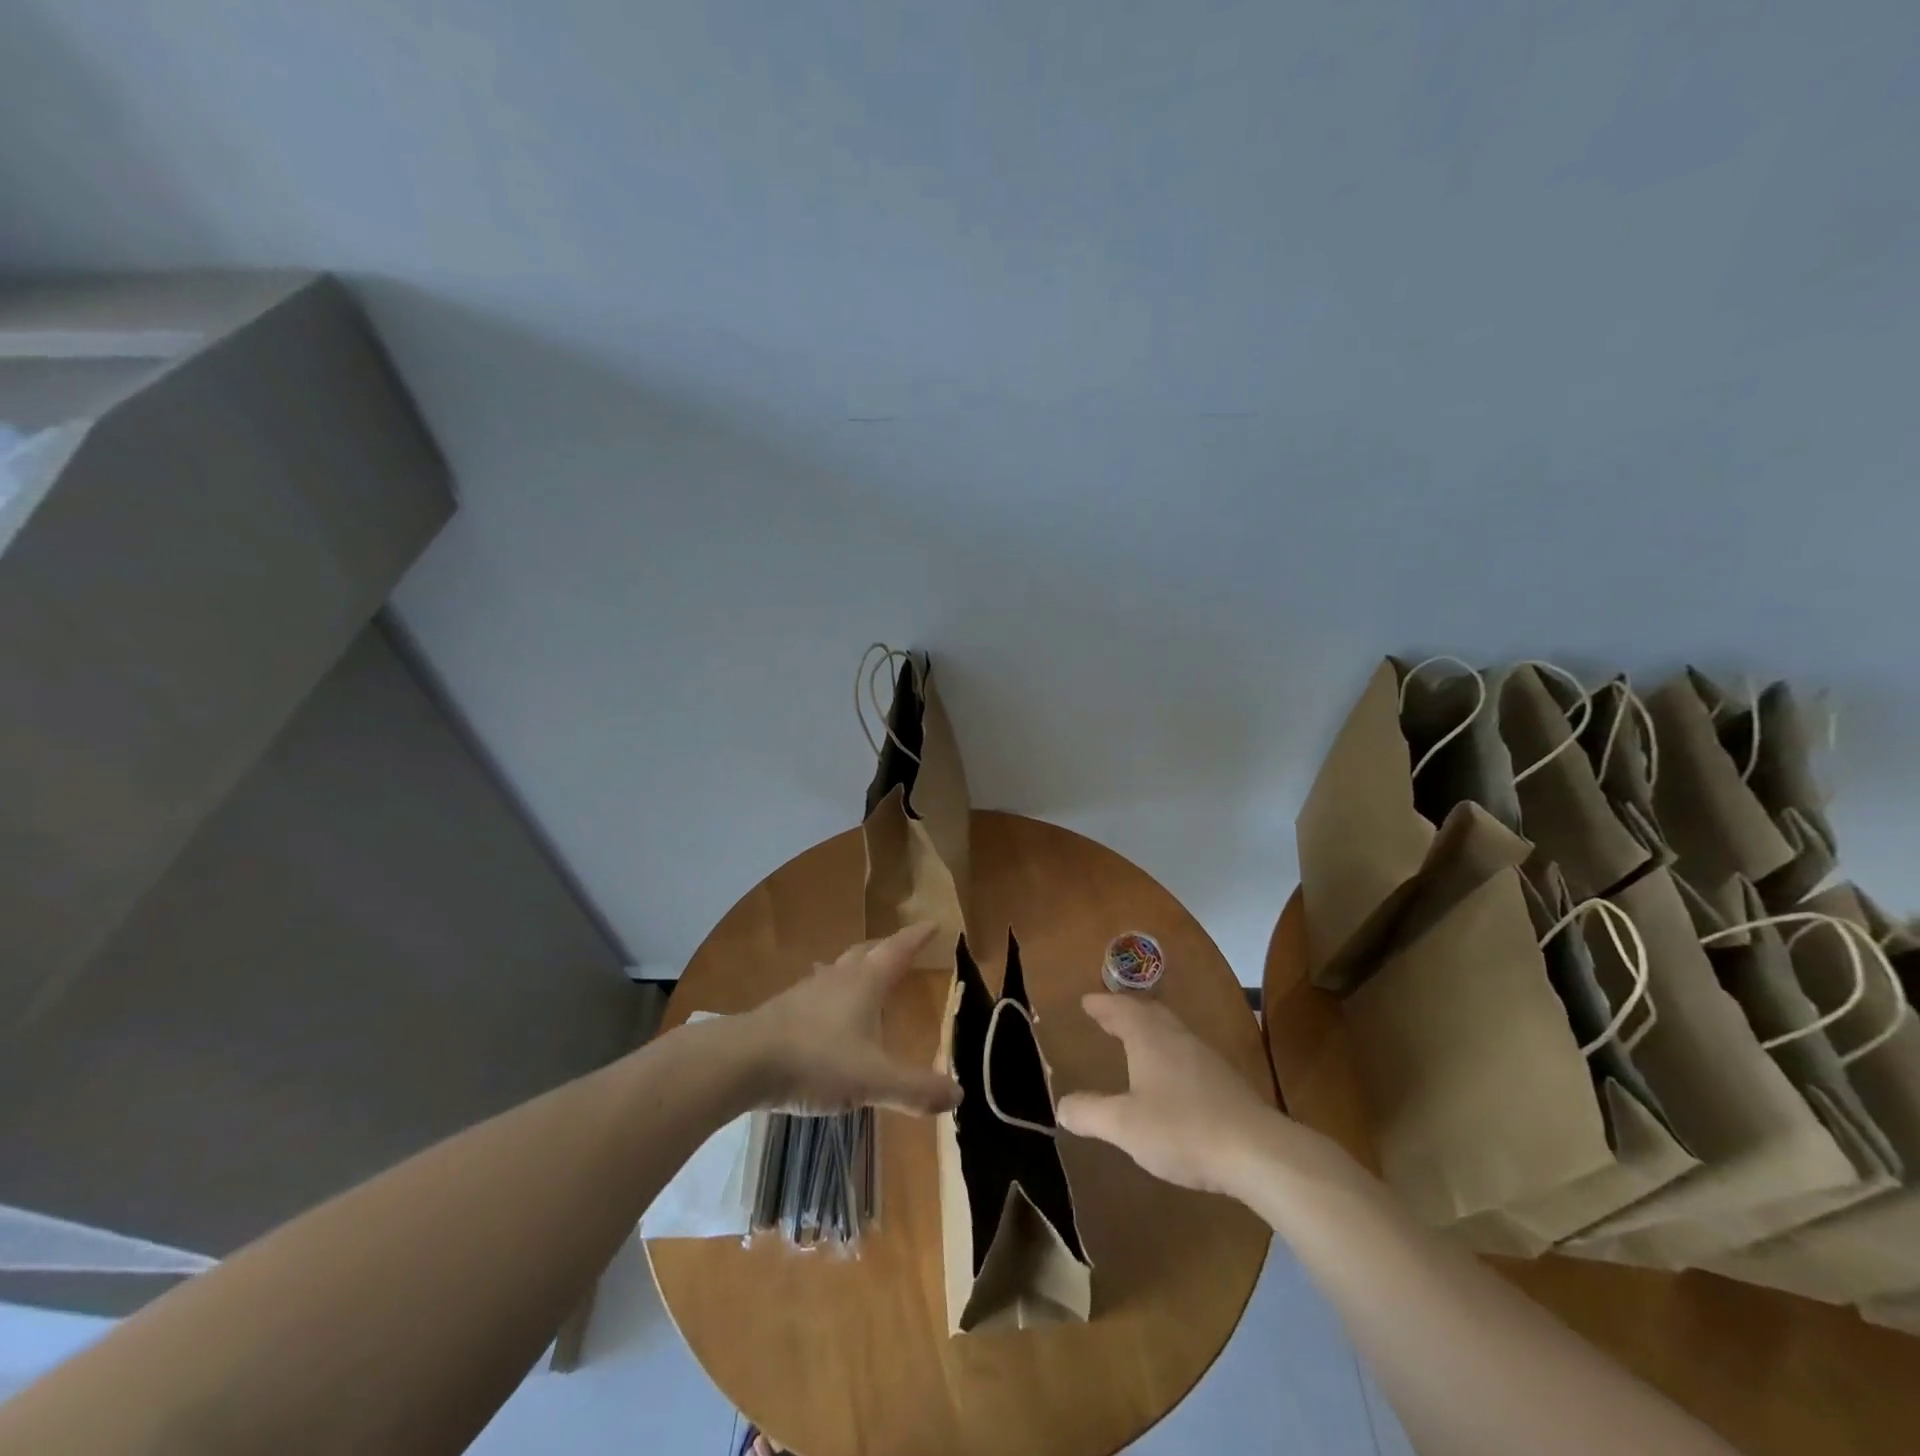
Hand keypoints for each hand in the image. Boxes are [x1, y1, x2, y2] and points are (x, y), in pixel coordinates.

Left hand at [734, 923, 961, 1115]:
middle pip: (867, 952)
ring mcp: (807, 991)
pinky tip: (825, 1012)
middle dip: (887, 948)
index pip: (898, 951)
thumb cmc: (816, 1061)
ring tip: (864, 975)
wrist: (743, 1062)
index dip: (917, 937)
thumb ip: (915, 1089)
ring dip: (856, 968)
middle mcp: (838, 978)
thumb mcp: (873, 1080)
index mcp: (865, 983)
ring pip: (838, 969)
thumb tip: (958, 1095)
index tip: (932, 923)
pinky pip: (816, 992)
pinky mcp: (783, 1010)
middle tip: (901, 948)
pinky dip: (831, 993)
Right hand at [1057, 994, 1281, 1196]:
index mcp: (1150, 1038)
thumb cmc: (1182, 1129)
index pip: (1121, 1009)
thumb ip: (1091, 1113)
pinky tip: (1169, 1074)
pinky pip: (1186, 1051)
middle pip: (1149, 1012)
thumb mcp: (1125, 1126)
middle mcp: (1177, 1037)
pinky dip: (1167, 1050)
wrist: (1256, 1151)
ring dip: (1149, 1029)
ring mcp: (1205, 1057)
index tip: (1086, 1002)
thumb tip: (1063, 1106)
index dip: (1102, 1005)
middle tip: (1107, 1015)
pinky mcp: (1225, 1081)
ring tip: (1134, 1039)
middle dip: (1126, 1011)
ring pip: (1171, 1030)